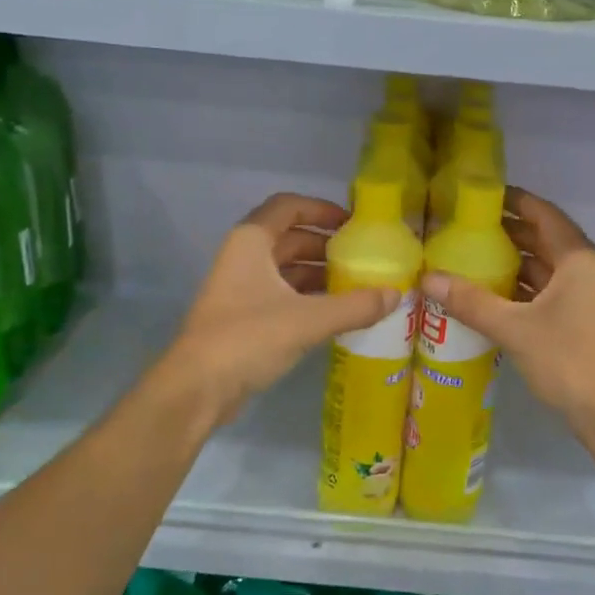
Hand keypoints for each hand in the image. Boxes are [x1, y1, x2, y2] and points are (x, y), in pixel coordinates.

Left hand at [164, 193, 399, 424]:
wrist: (198, 388)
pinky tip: (336, 313)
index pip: (288, 207)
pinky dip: (308, 298)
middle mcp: (244, 258)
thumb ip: (355, 306)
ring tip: (357, 286)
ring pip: (286, 269)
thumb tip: (396, 294)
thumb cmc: (249, 338)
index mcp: (252, 242)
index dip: (321, 209)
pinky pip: (282, 295)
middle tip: (363, 258)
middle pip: (290, 238)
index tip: (353, 223)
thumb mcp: (308, 319)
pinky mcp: (244, 317)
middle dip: (326, 246)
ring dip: (319, 274)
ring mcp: (241, 288)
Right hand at [421, 188, 594, 427]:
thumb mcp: (513, 327)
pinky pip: (552, 292)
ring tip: (475, 258)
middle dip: (510, 232)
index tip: (483, 195)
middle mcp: (590, 271)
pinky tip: (496, 296)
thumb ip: (470, 301)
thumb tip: (426, 279)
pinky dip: (526, 289)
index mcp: (579, 259)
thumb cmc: (566, 358)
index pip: (545, 215)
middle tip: (468, 227)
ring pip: (549, 269)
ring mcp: (591, 298)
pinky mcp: (587, 322)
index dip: (515, 201)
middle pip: (547, 240)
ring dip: (517, 262)